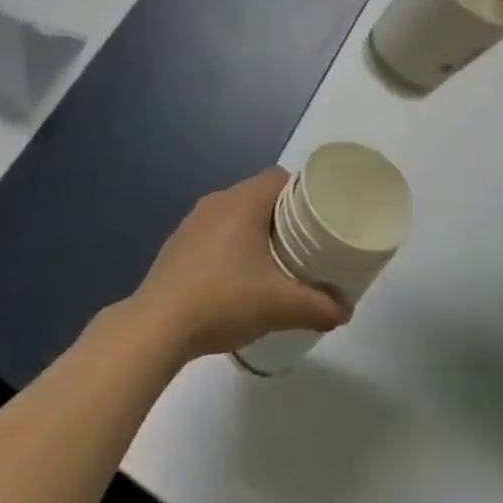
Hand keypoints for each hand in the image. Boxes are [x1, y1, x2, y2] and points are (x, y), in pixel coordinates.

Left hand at [128, 169, 349, 361]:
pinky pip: (214, 233)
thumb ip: (318, 306)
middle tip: (302, 245)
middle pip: (259, 195)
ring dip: (253, 232)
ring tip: (272, 263)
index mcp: (244, 201)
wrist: (157, 326)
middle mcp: (218, 200)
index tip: (317, 218)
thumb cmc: (223, 300)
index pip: (280, 177)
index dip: (302, 193)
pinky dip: (229, 246)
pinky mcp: (177, 244)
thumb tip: (345, 310)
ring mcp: (193, 221)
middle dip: (281, 216)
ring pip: (235, 214)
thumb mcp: (279, 306)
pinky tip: (234, 279)